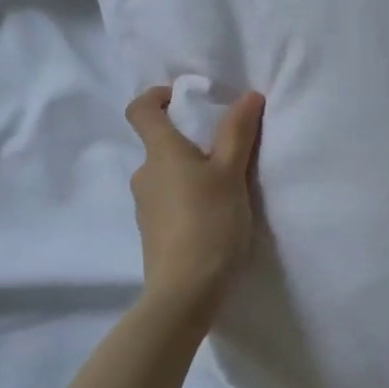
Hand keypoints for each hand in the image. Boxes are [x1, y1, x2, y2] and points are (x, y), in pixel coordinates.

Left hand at [124, 86, 265, 321]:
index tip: (182, 97)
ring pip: (166, 174)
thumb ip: (238, 132)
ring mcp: (145, 206)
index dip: (156, 95)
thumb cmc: (209, 223)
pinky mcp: (153, 232)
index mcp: (159, 153)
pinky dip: (188, 196)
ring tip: (227, 185)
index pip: (140, 110)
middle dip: (189, 139)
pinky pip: (169, 200)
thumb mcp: (231, 173)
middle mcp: (144, 174)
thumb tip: (248, 95)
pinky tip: (215, 214)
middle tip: (226, 148)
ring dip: (191, 171)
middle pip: (159, 143)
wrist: (185, 292)